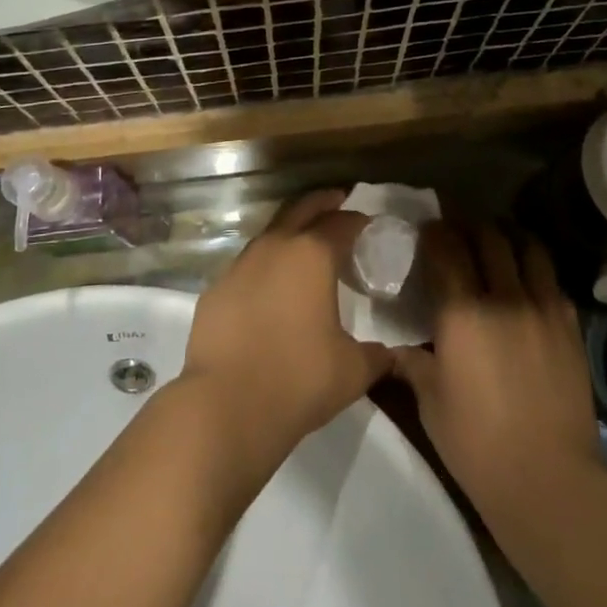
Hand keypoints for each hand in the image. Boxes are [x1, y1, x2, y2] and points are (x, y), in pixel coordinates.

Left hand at [180, 190, 391, 469]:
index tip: (368, 223)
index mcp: (312, 255)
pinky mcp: (216, 289)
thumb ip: (376, 355)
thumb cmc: (299, 380)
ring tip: (305, 244)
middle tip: (338, 201)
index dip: (357, 220)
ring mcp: (240, 265)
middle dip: (322, 202)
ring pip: (270, 233)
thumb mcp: (353, 371)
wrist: (225, 405)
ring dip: (290, 231)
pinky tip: (270, 286)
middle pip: (301, 209)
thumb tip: (390, 353)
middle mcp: (275, 247)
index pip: (341, 223)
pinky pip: (246, 266)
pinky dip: (264, 266)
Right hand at [391, 220, 599, 521]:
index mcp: (461, 312)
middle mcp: (502, 296)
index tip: (426, 228)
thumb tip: (396, 342)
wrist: (548, 479)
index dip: (435, 231)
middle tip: (458, 228)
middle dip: (469, 225)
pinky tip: (527, 279)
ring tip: (496, 240)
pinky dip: (535, 269)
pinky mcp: (568, 325)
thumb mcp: (429, 400)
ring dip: (507, 237)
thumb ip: (412, 361)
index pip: (446, 248)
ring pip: (527, 248)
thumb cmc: (476, 443)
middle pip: (488, 238)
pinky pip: (552, 280)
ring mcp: (541, 308)